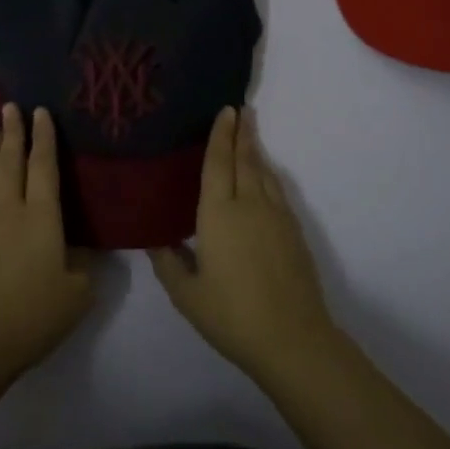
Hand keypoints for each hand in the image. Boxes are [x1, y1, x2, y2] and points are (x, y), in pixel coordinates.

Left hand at [0, 105, 94, 383]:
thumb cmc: (33, 316)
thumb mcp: (77, 294)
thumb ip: (84, 267)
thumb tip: (83, 251)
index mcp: (40, 218)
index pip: (43, 167)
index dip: (43, 137)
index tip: (39, 110)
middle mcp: (10, 212)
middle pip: (10, 162)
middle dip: (13, 132)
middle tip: (10, 105)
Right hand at [148, 107, 336, 382]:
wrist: (292, 339)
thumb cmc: (232, 315)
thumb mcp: (187, 295)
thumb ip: (169, 264)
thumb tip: (156, 241)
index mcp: (218, 214)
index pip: (219, 163)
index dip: (221, 135)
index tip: (226, 110)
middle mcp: (249, 205)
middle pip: (245, 160)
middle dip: (241, 133)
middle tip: (240, 109)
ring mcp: (276, 217)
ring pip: (264, 173)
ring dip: (256, 150)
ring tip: (250, 133)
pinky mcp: (293, 232)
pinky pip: (277, 191)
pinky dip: (269, 174)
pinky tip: (266, 177)